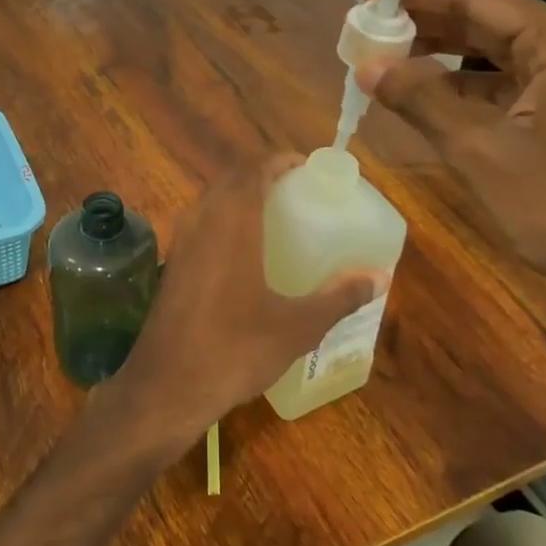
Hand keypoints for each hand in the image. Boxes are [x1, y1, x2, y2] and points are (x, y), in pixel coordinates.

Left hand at [109, 156, 387, 444]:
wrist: (165, 385)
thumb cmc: (235, 348)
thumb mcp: (297, 326)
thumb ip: (338, 297)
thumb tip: (379, 278)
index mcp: (233, 219)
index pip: (255, 167)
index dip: (282, 160)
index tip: (308, 168)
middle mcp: (202, 218)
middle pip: (234, 179)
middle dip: (265, 177)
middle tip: (300, 193)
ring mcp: (181, 239)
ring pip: (214, 200)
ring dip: (242, 198)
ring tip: (277, 219)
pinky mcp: (172, 263)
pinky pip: (202, 224)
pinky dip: (225, 221)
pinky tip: (245, 254)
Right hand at [358, 0, 545, 320]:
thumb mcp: (476, 148)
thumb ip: (419, 98)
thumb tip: (366, 65)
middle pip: (484, 20)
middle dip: (425, 22)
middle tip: (369, 26)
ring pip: (490, 51)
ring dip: (439, 54)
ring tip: (385, 57)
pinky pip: (500, 82)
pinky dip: (459, 84)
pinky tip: (420, 93)